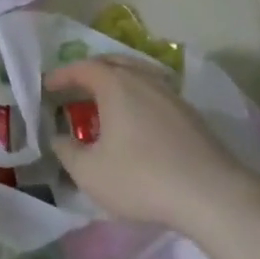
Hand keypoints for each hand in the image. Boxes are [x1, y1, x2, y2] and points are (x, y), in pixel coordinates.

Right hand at [46, 55, 259, 241]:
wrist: (212, 194)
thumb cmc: (142, 178)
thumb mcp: (91, 173)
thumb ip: (67, 151)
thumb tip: (58, 137)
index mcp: (115, 84)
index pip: (82, 67)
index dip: (61, 75)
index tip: (47, 86)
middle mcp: (142, 77)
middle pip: (112, 64)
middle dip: (90, 74)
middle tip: (75, 91)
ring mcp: (170, 93)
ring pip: (136, 76)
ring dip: (116, 85)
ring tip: (105, 106)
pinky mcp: (190, 113)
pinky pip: (154, 94)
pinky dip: (137, 99)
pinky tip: (137, 124)